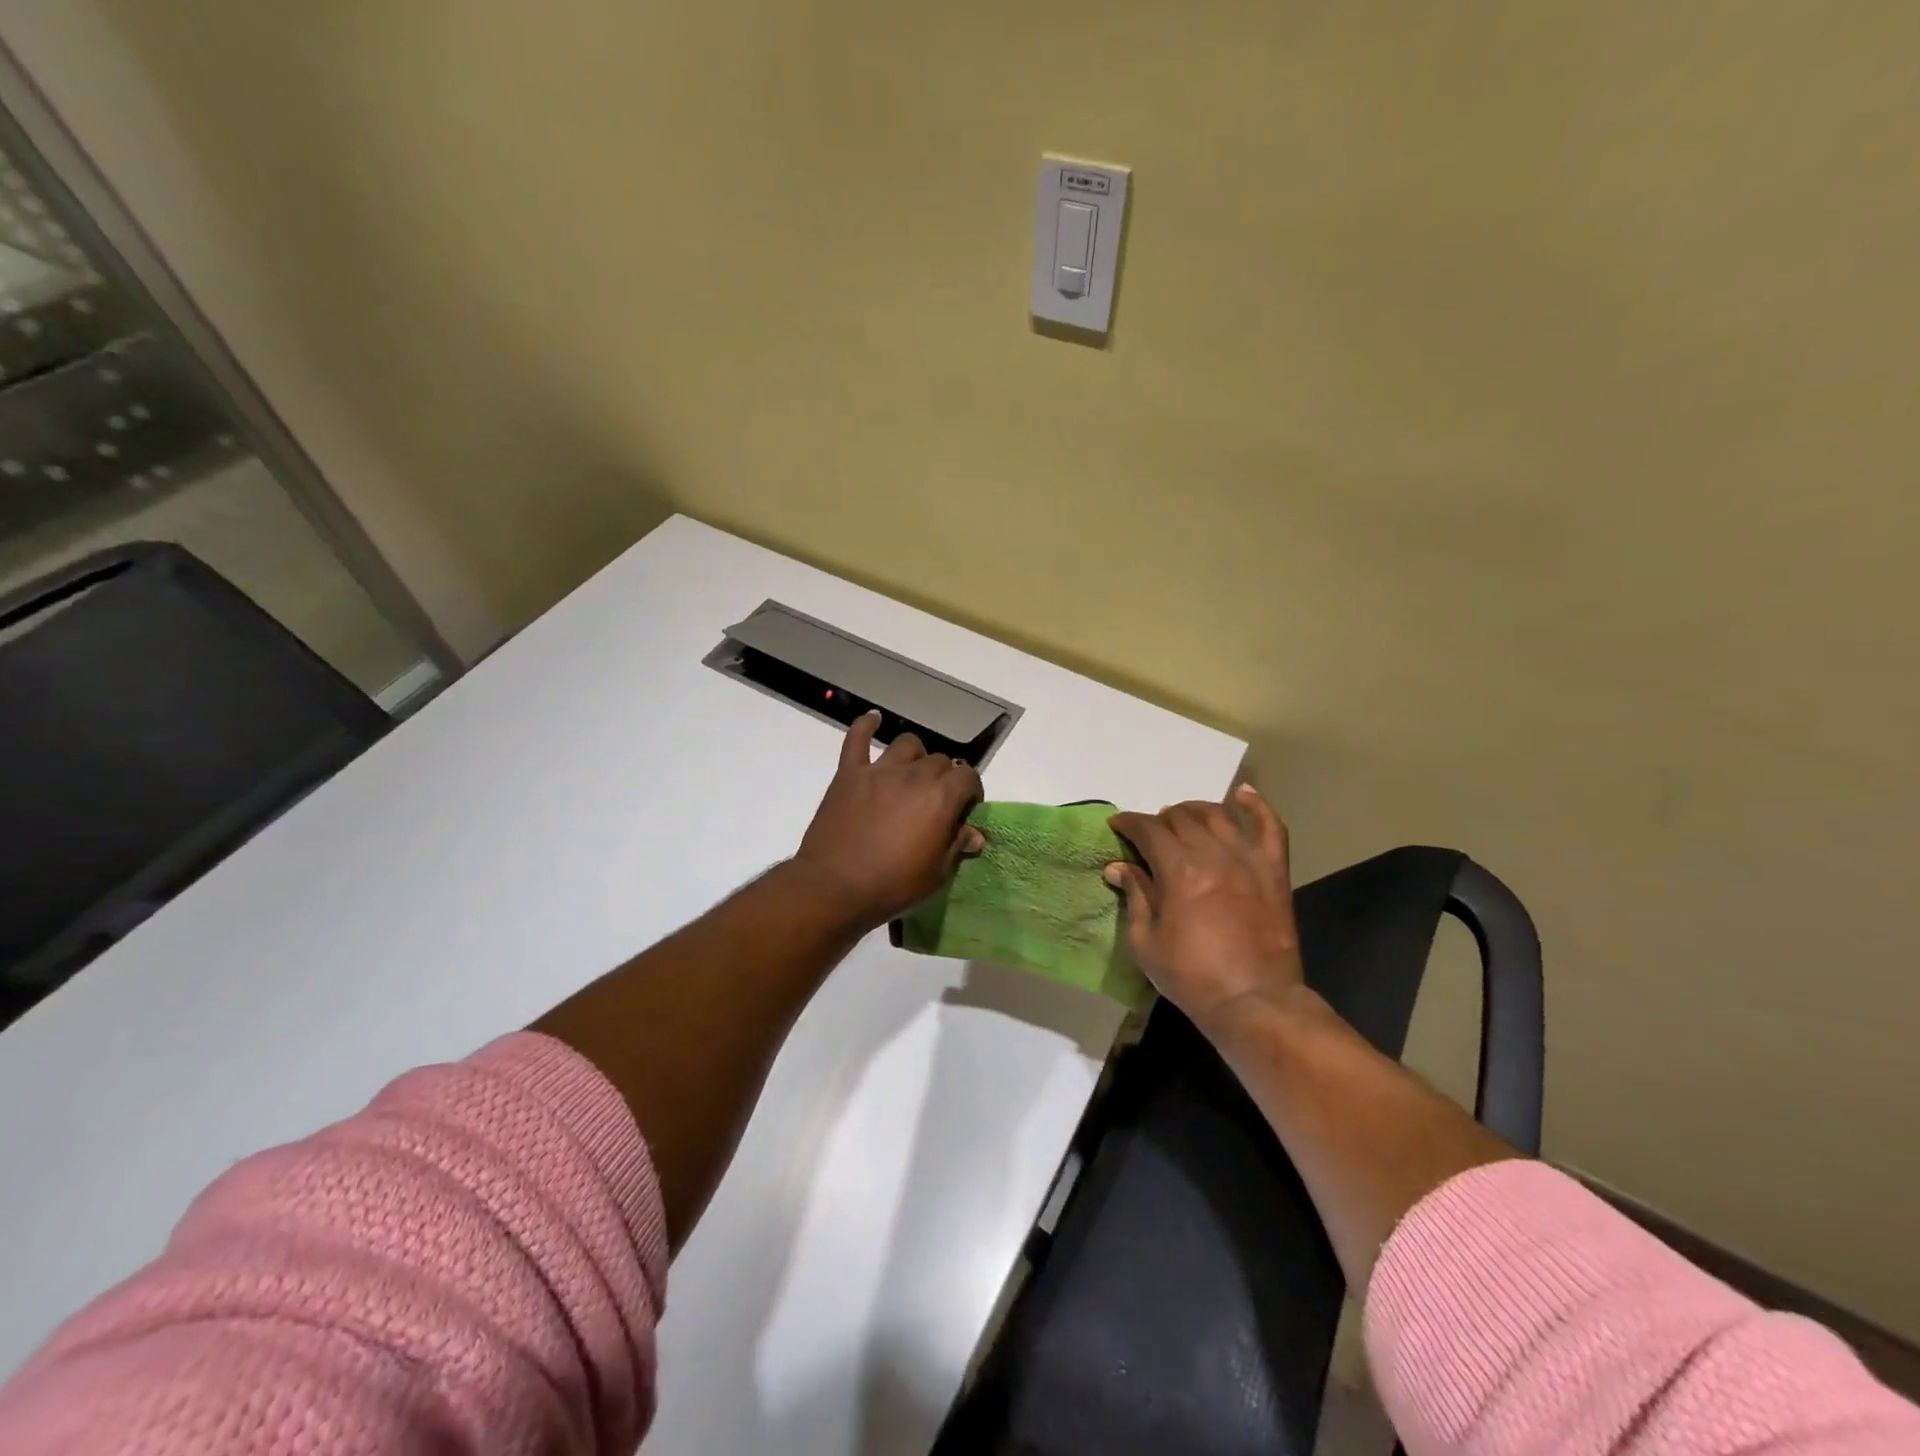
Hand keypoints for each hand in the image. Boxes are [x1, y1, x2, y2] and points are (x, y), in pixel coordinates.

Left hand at [793, 711, 985, 929]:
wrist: (834, 887)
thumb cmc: (892, 885)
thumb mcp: (936, 874)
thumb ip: (956, 846)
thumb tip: (975, 833)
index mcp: (940, 798)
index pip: (968, 776)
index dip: (971, 790)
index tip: (965, 808)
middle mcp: (914, 775)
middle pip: (939, 760)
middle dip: (945, 777)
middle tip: (936, 800)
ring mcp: (879, 770)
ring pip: (907, 744)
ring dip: (915, 756)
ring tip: (911, 774)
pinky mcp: (849, 773)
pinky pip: (857, 738)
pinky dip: (866, 725)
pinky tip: (873, 719)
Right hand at [1106, 785, 1306, 1034]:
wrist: (1255, 1002)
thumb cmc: (1192, 977)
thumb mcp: (1146, 942)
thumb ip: (1135, 897)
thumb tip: (1118, 867)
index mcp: (1179, 871)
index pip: (1147, 830)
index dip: (1128, 823)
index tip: (1116, 826)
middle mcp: (1213, 854)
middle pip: (1181, 818)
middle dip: (1158, 820)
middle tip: (1149, 835)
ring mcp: (1248, 860)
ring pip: (1217, 815)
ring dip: (1193, 810)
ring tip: (1182, 817)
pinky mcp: (1274, 872)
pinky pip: (1270, 827)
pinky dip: (1256, 806)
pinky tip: (1242, 794)